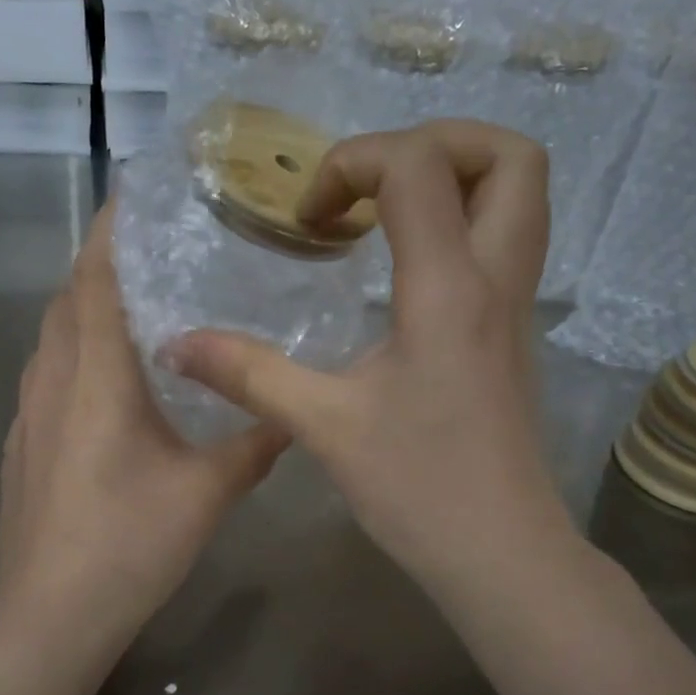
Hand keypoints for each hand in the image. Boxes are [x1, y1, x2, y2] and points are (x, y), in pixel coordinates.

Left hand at [0, 204, 289, 646]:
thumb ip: (254, 445)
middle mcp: (52, 378)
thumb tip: (294, 414)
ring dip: (88, 308)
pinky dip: (75, 350)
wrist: (49, 613)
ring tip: (139, 306)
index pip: (95, 276)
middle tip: (158, 251)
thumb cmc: (129, 543)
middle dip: (104, 263)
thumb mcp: (207, 493)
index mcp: (95, 374)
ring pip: (53, 334)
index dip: (111, 228)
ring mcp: (29, 411)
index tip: (136, 193)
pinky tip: (111, 380)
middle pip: (69, 296)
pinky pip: (47, 371)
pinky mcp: (21, 441)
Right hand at [163, 120, 580, 598]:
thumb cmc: (418, 488)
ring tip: (383, 212)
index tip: (311, 219)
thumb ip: (249, 373)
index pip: (419, 166)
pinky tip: (399, 267)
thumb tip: (175, 345)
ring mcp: (516, 305)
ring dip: (455, 178)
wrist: (500, 552)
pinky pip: (505, 241)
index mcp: (448, 289)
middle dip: (437, 142)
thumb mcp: (323, 425)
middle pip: (511, 157)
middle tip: (371, 182)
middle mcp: (496, 280)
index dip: (355, 163)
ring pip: (520, 196)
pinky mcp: (513, 331)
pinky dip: (459, 222)